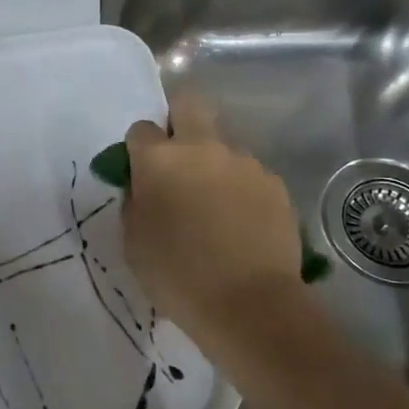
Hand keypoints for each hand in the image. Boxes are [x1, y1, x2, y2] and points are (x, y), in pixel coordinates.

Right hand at [120, 93, 304, 342]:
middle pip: (189, 104)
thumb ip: (136, 202)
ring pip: (223, 146)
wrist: (248, 304)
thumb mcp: (134, 242)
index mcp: (160, 160)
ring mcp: (244, 163)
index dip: (139, 148)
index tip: (142, 173)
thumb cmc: (177, 276)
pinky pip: (249, 176)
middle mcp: (203, 148)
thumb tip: (145, 187)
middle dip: (179, 119)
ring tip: (217, 211)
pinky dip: (241, 192)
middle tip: (178, 159)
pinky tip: (243, 226)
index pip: (141, 129)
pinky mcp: (274, 183)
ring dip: (214, 166)